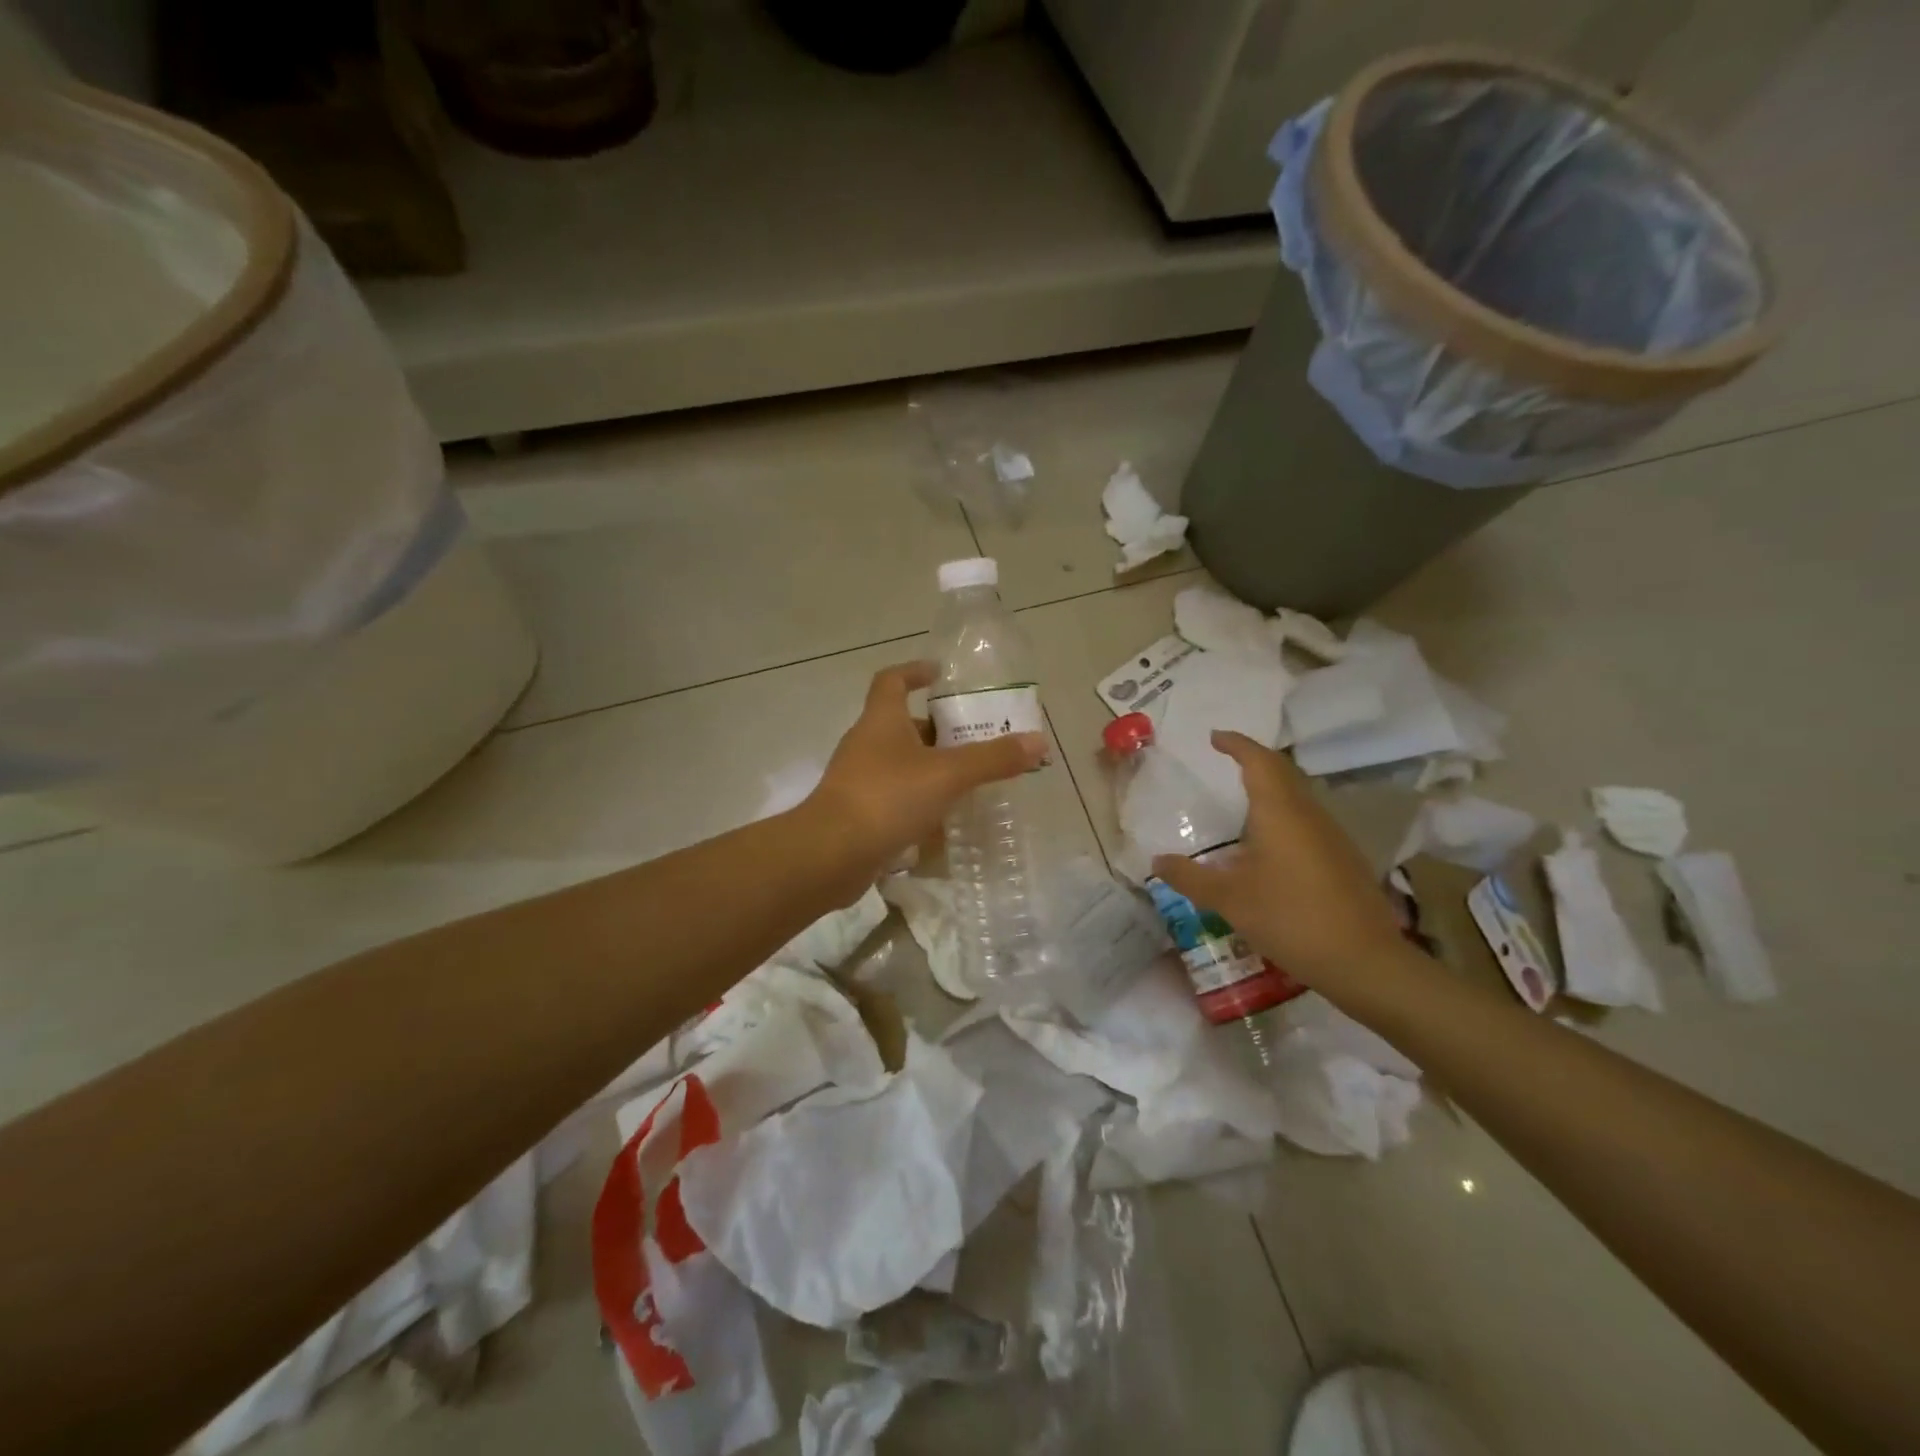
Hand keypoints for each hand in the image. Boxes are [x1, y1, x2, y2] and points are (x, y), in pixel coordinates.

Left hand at [807, 662, 1047, 883]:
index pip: (893, 680)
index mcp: (881, 720)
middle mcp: (866, 744)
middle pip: (902, 725)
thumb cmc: (887, 798)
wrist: (830, 854)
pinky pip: (895, 799)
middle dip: (937, 730)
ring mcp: (859, 780)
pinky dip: (919, 803)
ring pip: (901, 765)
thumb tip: (1038, 741)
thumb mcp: (948, 775)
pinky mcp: (858, 813)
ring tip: (968, 782)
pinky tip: (944, 822)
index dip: (915, 671)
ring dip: (931, 769)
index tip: (940, 674)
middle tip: (974, 739)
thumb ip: (993, 759)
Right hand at [1151, 731, 1404, 988]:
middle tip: (1227, 760)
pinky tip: (1270, 844)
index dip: (1237, 744)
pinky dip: (1284, 814)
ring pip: (1298, 796)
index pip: (1259, 761)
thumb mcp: (1229, 899)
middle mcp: (1309, 814)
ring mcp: (1332, 836)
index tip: (1215, 737)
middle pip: (1282, 773)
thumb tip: (1156, 861)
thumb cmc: (1290, 918)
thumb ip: (1190, 877)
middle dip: (1254, 760)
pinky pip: (1308, 820)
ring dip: (1271, 788)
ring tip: (1243, 799)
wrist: (1364, 961)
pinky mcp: (1343, 859)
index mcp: (1280, 812)